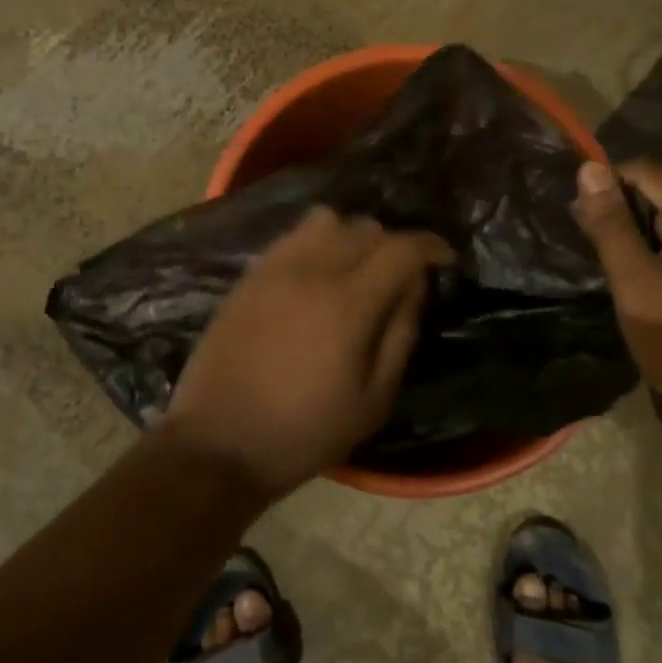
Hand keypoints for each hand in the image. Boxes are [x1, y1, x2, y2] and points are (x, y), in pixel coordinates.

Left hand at [160, 207, 453, 500]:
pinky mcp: (250, 274)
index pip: (401, 248)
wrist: (217, 442)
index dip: (430, 246)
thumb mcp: (374, 400)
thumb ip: (402, 333)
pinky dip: (316, 242)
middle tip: (397, 276)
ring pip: (328, 220)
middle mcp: (313, 270)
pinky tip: (315, 274)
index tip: (443, 259)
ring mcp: (276, 267)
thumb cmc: (305, 432)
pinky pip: (293, 236)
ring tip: (354, 269)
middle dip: (393, 245)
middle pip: (367, 226)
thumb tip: (416, 285)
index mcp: (349, 304)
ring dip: (351, 236)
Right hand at [571, 159, 661, 430]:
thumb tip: (588, 167)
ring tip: (611, 258)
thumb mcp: (633, 277)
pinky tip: (643, 275)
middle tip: (591, 239)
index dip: (608, 183)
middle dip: (623, 205)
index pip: (646, 170)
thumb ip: (609, 221)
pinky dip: (660, 245)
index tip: (581, 216)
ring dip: (639, 227)